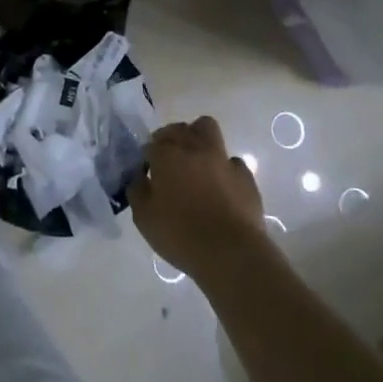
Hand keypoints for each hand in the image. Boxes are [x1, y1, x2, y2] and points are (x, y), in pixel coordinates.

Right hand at [129, 116, 268, 280]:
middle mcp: (194, 147)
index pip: (151, 143)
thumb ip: (137, 190)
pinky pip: (231, 161)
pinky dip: (224, 168)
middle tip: (169, 163)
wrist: (231, 253)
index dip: (148, 157)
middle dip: (171, 139)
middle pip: (180, 128)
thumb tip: (139, 176)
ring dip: (199, 140)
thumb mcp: (144, 218)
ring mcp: (222, 158)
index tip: (148, 174)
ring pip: (208, 129)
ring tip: (196, 164)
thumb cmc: (181, 235)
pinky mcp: (245, 175)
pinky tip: (222, 187)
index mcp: (167, 154)